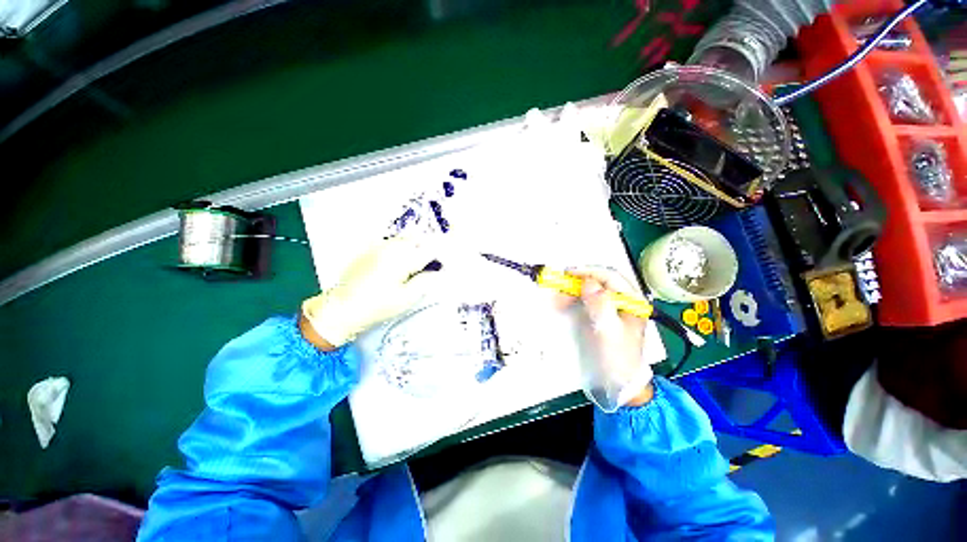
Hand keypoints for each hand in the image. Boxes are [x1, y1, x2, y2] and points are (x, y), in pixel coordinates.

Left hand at [302, 236, 442, 348]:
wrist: (342, 308)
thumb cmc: (377, 306)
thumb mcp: (406, 298)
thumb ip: (425, 282)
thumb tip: (439, 273)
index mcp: (403, 259)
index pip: (429, 250)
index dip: (440, 255)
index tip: (445, 263)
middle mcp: (391, 248)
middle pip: (416, 239)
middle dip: (427, 247)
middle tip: (431, 263)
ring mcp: (378, 247)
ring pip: (403, 239)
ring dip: (414, 246)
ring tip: (416, 263)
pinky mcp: (369, 251)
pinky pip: (390, 243)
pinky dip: (400, 248)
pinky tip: (398, 262)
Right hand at [565, 268, 653, 407]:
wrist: (619, 382)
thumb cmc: (618, 358)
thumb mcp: (610, 332)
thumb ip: (601, 306)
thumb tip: (589, 282)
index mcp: (632, 301)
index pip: (610, 277)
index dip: (588, 272)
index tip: (568, 274)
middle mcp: (622, 300)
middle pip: (598, 281)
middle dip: (577, 282)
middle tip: (559, 286)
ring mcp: (610, 307)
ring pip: (589, 290)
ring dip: (572, 290)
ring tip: (557, 297)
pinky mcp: (600, 315)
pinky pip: (584, 300)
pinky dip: (571, 299)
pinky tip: (562, 303)